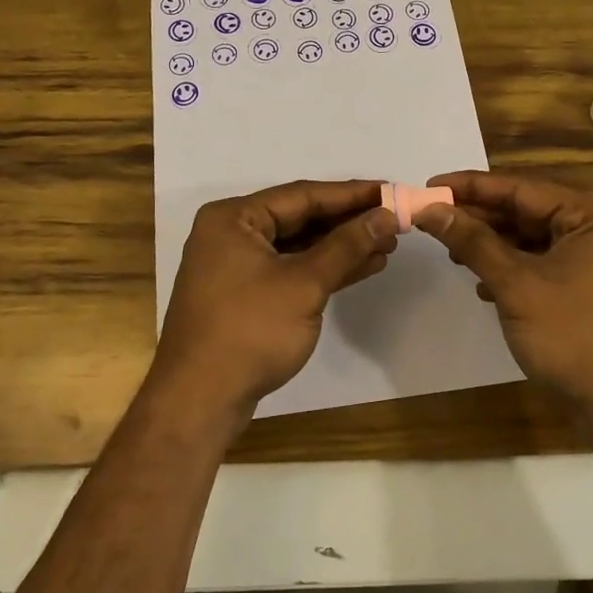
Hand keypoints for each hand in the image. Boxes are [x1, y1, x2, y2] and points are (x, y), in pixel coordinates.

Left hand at [153, 180, 397, 420]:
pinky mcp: (246, 295)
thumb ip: (347, 246)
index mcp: (234, 218)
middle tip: (394, 220)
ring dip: (341, 247)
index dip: (351, 194)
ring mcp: (236, 266)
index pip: (302, 195)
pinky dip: (324, 269)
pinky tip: (363, 267)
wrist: (199, 401)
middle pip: (300, 218)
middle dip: (348, 221)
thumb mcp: (304, 284)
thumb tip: (386, 215)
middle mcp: (231, 234)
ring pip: (298, 246)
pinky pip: (291, 270)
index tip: (391, 190)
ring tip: (387, 244)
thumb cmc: (249, 331)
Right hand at [413, 172, 592, 414]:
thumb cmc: (576, 336)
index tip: (429, 187)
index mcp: (590, 216)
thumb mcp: (517, 285)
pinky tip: (482, 286)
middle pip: (526, 212)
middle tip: (432, 219)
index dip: (470, 186)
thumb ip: (473, 242)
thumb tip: (429, 209)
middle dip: (479, 218)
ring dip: (491, 246)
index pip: (520, 189)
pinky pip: (541, 267)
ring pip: (531, 242)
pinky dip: (510, 271)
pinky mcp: (588, 293)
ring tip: (451, 251)